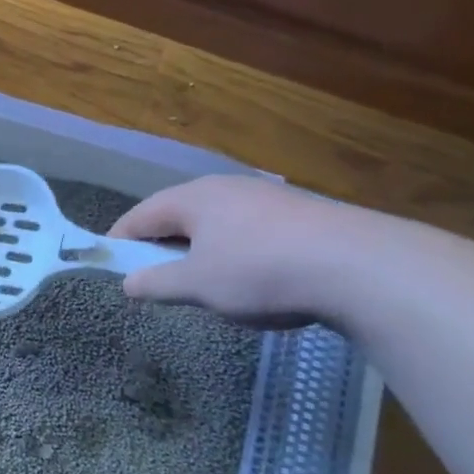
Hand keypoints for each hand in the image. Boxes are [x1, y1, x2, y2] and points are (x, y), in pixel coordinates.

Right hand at [108, 175, 369, 327]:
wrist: (362, 267)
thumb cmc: (260, 271)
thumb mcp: (198, 285)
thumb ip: (156, 283)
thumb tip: (128, 282)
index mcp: (192, 198)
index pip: (140, 216)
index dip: (120, 241)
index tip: (110, 265)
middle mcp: (224, 188)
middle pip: (177, 215)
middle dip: (162, 246)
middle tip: (155, 277)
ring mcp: (265, 198)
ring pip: (215, 223)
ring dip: (200, 250)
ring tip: (204, 282)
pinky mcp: (299, 215)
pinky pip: (249, 231)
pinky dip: (235, 252)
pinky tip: (252, 277)